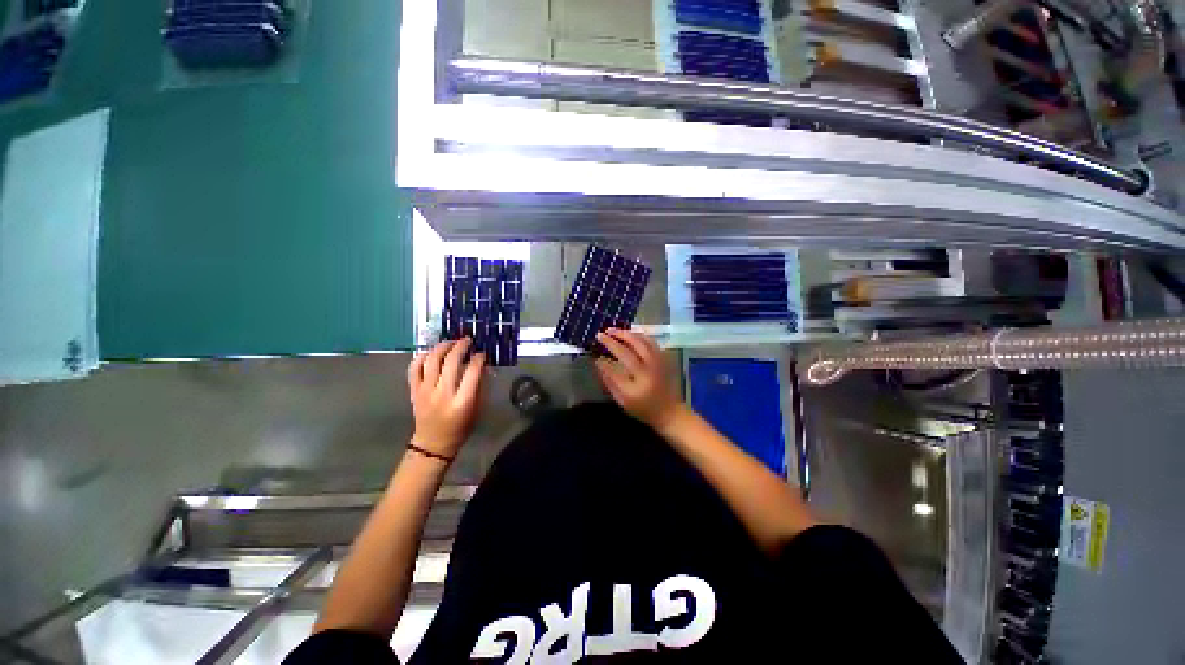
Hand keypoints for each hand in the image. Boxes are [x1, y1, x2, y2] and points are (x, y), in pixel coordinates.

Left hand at [407, 338, 486, 459]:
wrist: (433, 443)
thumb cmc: (461, 427)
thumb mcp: (478, 408)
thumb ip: (479, 386)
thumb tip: (481, 365)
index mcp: (462, 401)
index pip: (472, 371)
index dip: (479, 358)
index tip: (482, 353)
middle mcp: (443, 393)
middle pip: (451, 361)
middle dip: (461, 346)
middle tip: (467, 340)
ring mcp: (425, 391)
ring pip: (431, 360)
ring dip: (442, 347)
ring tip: (450, 342)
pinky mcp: (413, 391)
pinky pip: (414, 368)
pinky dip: (422, 357)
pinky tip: (431, 353)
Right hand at [595, 328, 686, 431]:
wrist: (670, 412)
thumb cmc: (643, 409)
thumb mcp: (622, 401)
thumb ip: (610, 382)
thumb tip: (599, 363)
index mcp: (635, 388)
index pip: (614, 370)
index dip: (603, 361)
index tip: (594, 355)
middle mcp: (647, 372)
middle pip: (628, 350)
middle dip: (613, 340)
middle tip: (602, 334)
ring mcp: (658, 363)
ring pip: (641, 341)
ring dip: (626, 333)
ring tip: (614, 331)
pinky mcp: (664, 359)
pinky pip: (650, 342)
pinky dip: (638, 335)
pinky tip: (630, 334)